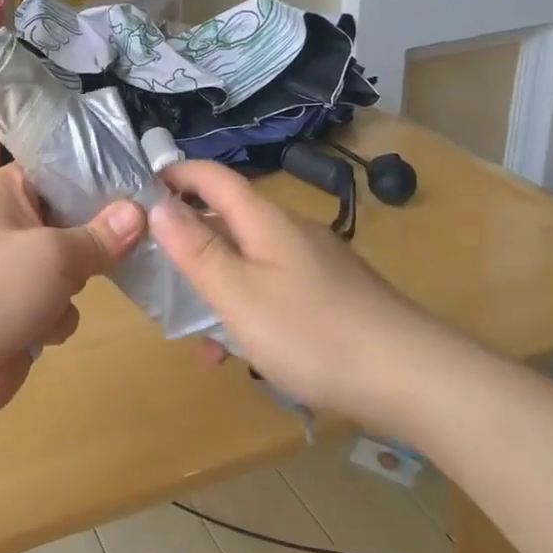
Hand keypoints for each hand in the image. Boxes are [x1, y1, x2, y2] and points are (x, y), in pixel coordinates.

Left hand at [0, 165, 143, 418]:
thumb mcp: (55, 254)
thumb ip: (100, 235)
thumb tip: (140, 212)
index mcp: (5, 191)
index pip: (58, 168)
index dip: (98, 176)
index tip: (140, 183)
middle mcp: (8, 222)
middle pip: (71, 218)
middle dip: (95, 238)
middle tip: (134, 240)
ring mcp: (13, 268)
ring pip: (71, 265)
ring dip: (74, 285)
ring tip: (64, 295)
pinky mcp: (19, 308)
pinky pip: (58, 302)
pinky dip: (56, 317)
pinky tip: (45, 329)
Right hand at [148, 160, 432, 424]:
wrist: (414, 378)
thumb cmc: (313, 332)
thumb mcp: (239, 294)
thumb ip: (196, 249)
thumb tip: (158, 203)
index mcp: (265, 220)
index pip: (212, 176)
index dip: (175, 174)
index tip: (138, 190)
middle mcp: (290, 231)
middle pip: (229, 219)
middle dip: (189, 240)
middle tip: (155, 272)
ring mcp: (316, 262)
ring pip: (250, 259)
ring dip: (218, 284)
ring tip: (198, 333)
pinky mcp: (333, 293)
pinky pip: (275, 287)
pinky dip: (249, 307)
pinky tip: (246, 353)